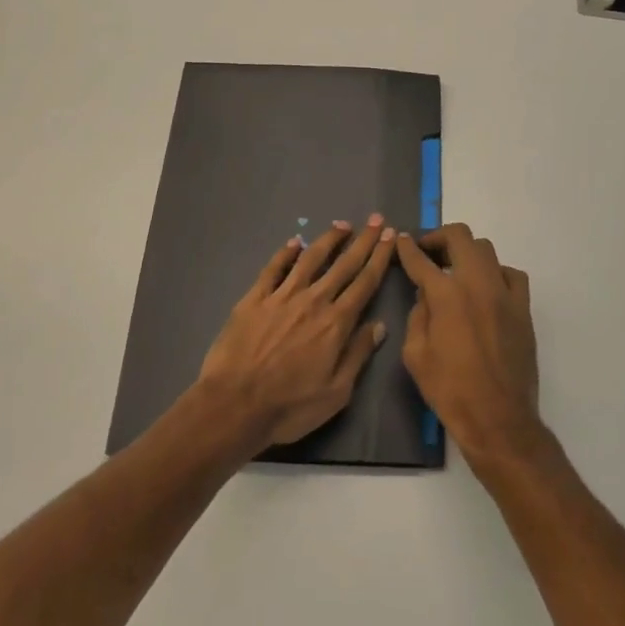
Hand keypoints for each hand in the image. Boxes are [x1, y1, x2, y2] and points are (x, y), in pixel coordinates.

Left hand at [198, 215, 395, 447]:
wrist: (234, 405)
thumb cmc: (290, 406)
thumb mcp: (337, 392)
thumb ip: (358, 354)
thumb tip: (379, 324)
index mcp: (336, 323)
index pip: (365, 282)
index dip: (379, 257)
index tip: (390, 236)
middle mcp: (313, 301)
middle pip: (343, 264)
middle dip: (363, 241)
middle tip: (375, 219)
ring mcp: (282, 296)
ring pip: (310, 259)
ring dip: (328, 239)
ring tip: (342, 225)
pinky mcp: (254, 298)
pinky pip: (273, 268)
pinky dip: (285, 253)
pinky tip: (294, 242)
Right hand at [397, 225, 543, 468]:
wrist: (498, 419)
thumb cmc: (450, 390)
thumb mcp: (415, 355)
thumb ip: (417, 315)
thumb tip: (425, 295)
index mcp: (446, 295)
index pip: (421, 259)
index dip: (407, 247)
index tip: (401, 240)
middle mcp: (477, 283)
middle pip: (460, 237)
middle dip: (439, 238)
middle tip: (428, 251)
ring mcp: (504, 293)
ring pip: (486, 250)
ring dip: (467, 253)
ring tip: (456, 269)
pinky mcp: (523, 308)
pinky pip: (512, 274)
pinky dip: (496, 273)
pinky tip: (487, 288)